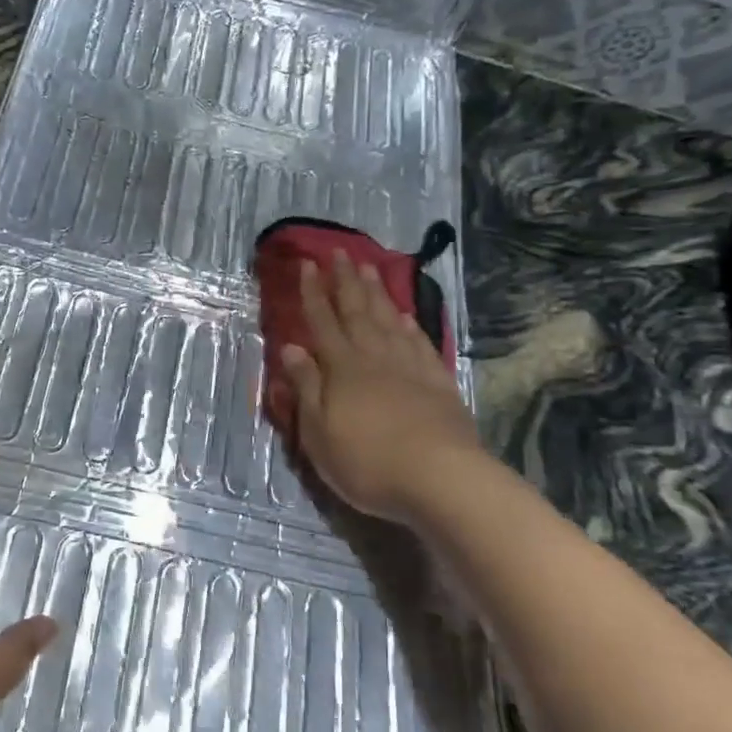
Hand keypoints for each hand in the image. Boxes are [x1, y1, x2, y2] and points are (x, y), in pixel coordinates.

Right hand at [273, 253, 484, 526]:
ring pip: (388, 320)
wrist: (440, 478)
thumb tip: (291, 348)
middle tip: (340, 252)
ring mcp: (410, 368)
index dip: (313, 293)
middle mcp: (374, 357)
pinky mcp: (438, 383)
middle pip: (357, 311)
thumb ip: (306, 387)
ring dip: (376, 293)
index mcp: (342, 368)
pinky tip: (405, 315)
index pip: (322, 322)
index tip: (308, 265)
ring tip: (369, 268)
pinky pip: (419, 343)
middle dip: (345, 281)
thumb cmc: (367, 460)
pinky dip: (410, 326)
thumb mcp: (319, 432)